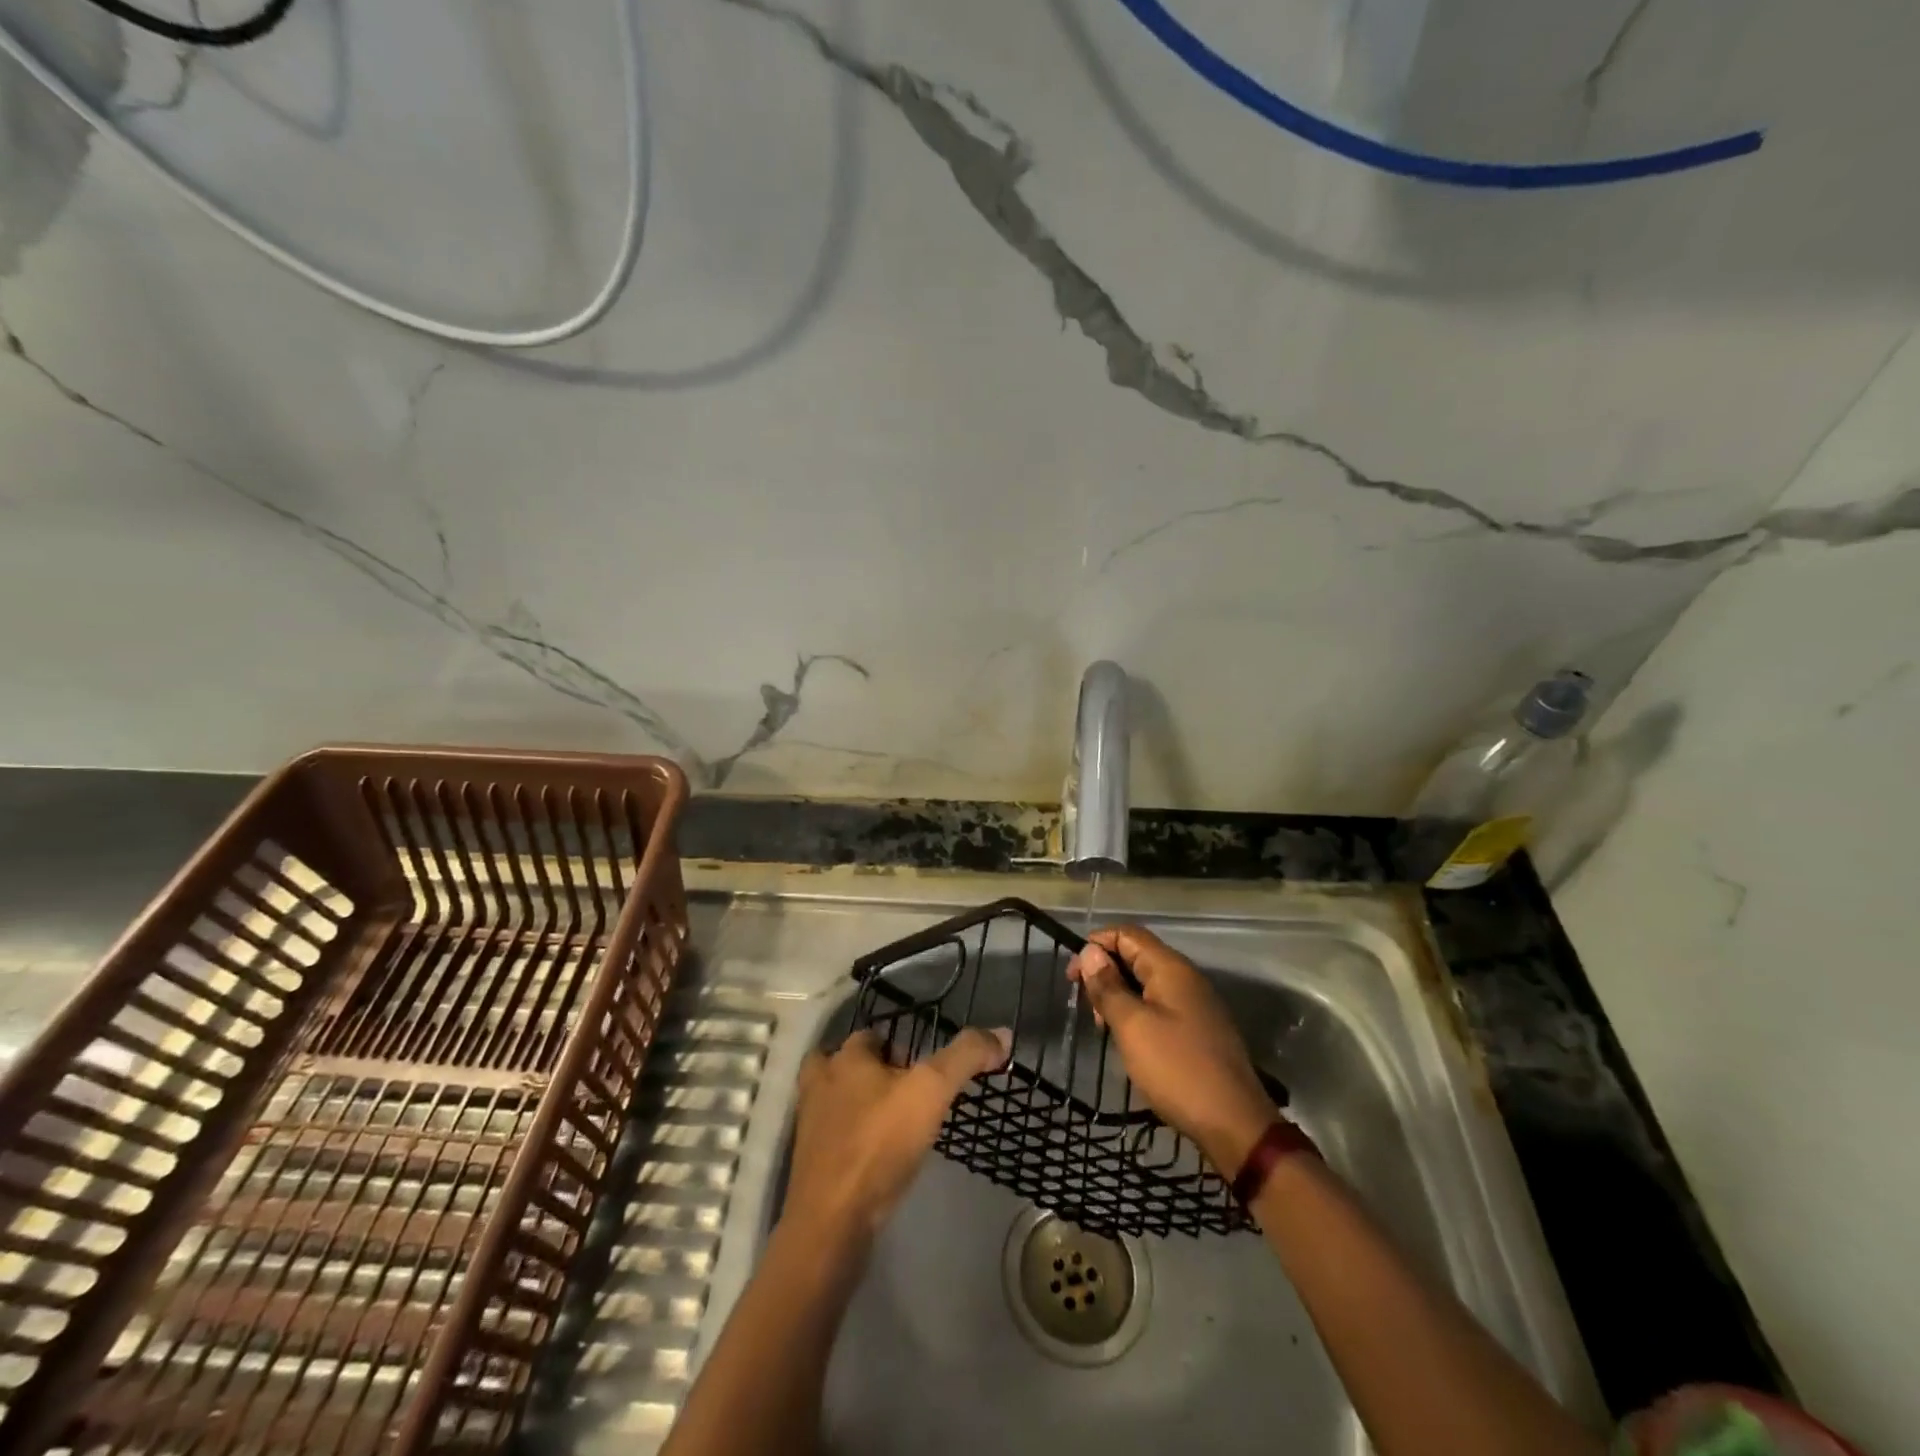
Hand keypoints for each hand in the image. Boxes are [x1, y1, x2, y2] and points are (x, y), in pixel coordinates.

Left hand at [782, 1025, 1010, 1244]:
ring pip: (837, 1100)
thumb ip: (965, 1057)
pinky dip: (853, 1140)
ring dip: (861, 1106)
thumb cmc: (880, 1144)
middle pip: (849, 1065)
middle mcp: (820, 1083)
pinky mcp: (810, 1163)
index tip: (924, 1072)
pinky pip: (834, 1138)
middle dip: (875, 1073)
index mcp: (845, 1058)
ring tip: (894, 1124)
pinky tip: (878, 1157)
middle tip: (910, 1096)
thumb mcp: (932, 1091)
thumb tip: (1001, 1033)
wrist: (832, 1222)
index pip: (872, 1035)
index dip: (900, 1048)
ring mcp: (810, 1125)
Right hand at [1069, 925, 1277, 1172]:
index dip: (1095, 946)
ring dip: (1120, 997)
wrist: (1235, 1124)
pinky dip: (1137, 1014)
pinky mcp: (1199, 1029)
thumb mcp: (1132, 1026)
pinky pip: (1160, 1006)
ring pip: (1146, 983)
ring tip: (1105, 1028)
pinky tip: (1128, 1040)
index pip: (1127, 934)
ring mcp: (1195, 1004)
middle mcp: (1186, 978)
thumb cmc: (1177, 1069)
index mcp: (1171, 968)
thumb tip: (1090, 951)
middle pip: (1136, 956)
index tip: (1072, 977)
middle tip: (1089, 1009)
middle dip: (1106, 973)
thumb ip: (1109, 986)